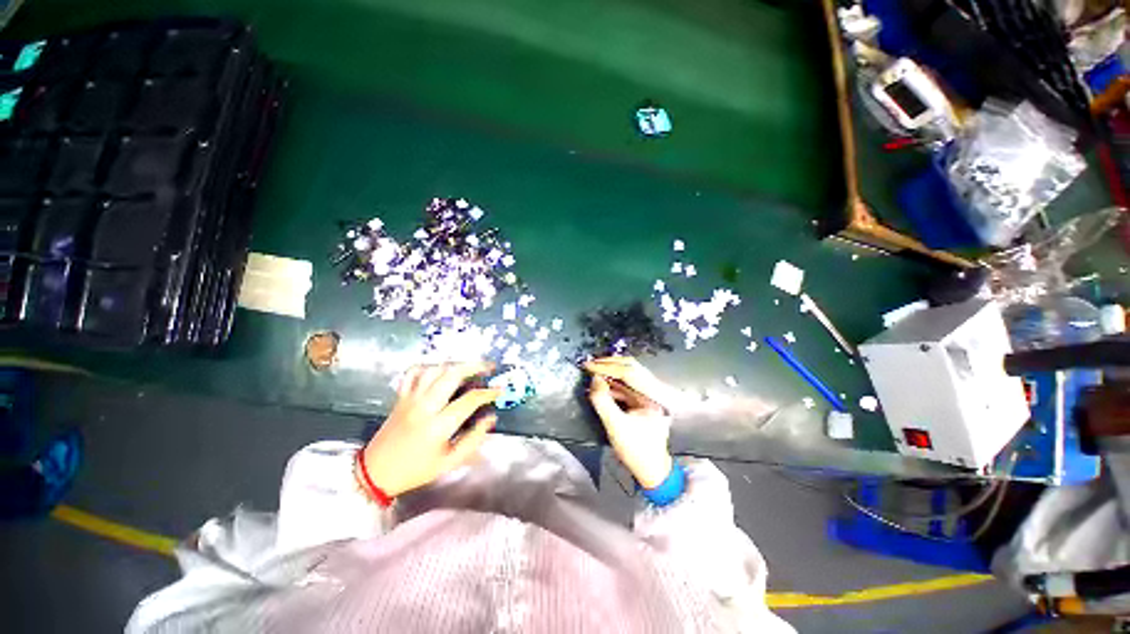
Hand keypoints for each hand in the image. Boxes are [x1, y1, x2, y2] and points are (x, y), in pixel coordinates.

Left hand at [361, 362, 500, 497]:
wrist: (375, 473)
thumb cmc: (415, 470)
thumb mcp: (449, 463)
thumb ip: (473, 440)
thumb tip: (491, 418)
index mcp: (438, 426)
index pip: (470, 400)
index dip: (488, 392)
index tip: (500, 389)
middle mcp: (424, 407)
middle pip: (452, 375)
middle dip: (474, 366)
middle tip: (488, 367)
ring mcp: (410, 399)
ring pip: (435, 370)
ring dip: (455, 364)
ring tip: (469, 366)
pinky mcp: (401, 397)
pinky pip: (413, 373)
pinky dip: (428, 366)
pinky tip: (440, 369)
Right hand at [584, 357, 673, 487]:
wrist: (651, 470)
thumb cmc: (635, 450)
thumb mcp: (615, 426)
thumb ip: (603, 401)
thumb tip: (594, 379)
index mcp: (651, 396)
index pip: (628, 373)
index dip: (606, 367)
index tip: (588, 365)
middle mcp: (653, 391)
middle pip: (631, 367)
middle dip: (609, 364)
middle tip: (590, 364)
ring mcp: (648, 395)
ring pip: (629, 374)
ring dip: (610, 371)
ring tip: (593, 371)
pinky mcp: (642, 401)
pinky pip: (626, 385)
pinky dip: (613, 382)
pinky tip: (601, 385)